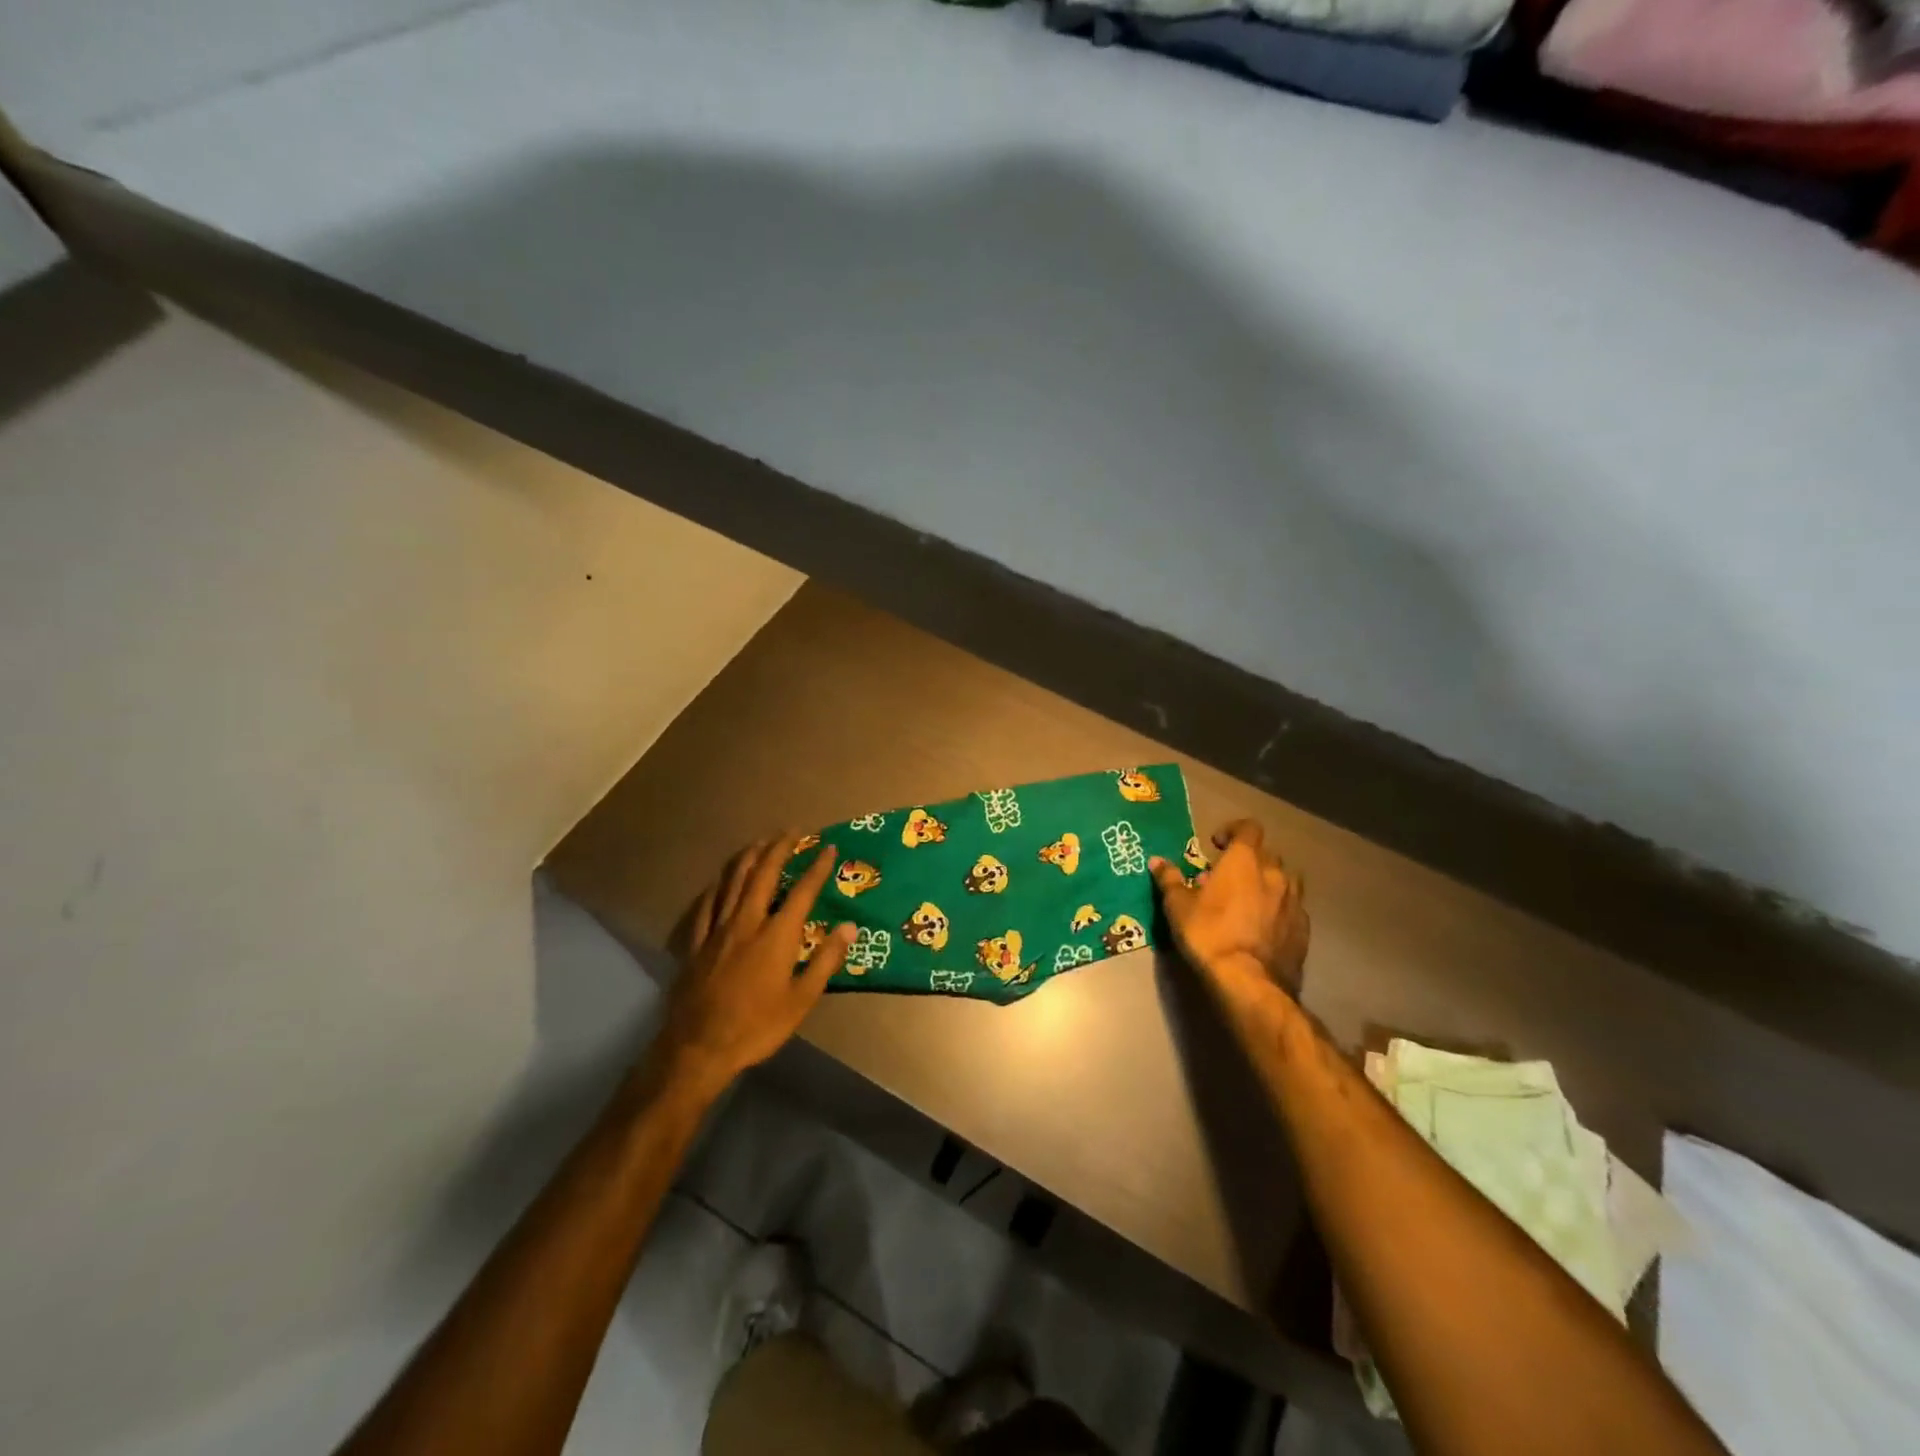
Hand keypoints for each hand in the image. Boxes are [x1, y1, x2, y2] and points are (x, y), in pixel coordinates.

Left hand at [651, 835, 853, 1093]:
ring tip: (760, 842)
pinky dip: (718, 885)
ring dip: (749, 857)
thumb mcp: (801, 1001)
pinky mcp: (697, 942)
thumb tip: (848, 927)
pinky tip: (721, 880)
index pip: (802, 891)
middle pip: (763, 874)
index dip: (817, 868)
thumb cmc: (757, 1026)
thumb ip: (825, 961)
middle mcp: (747, 921)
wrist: (699, 1047)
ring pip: (733, 881)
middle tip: (792, 832)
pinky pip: (707, 904)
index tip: (829, 848)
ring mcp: (717, 929)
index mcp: (776, 935)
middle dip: (779, 849)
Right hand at [1150, 818, 1309, 1017]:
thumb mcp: (1178, 906)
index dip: (1233, 830)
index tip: (1217, 844)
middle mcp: (1274, 874)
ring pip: (1285, 880)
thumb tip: (1157, 861)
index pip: (1249, 828)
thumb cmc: (1209, 934)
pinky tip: (1264, 925)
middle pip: (1267, 854)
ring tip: (1250, 899)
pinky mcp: (1304, 928)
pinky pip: (1292, 908)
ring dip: (1268, 883)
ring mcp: (1294, 902)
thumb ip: (1169, 879)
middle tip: (1228, 876)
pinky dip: (1279, 909)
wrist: (1249, 981)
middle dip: (1249, 859)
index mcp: (1244, 861)